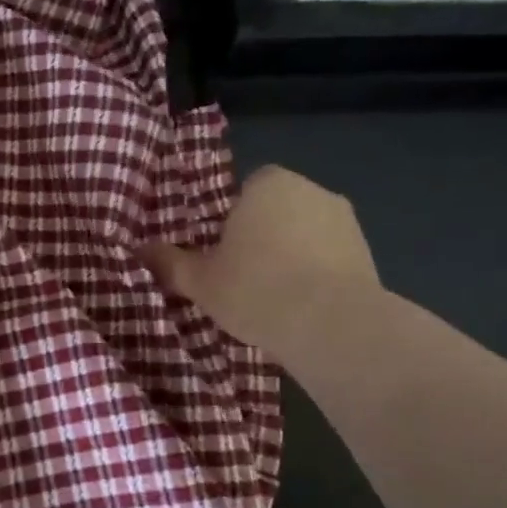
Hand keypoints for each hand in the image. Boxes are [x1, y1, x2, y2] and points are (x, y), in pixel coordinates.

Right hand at [139, 166, 379, 361]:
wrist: (331, 324)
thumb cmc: (255, 288)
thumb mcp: (200, 280)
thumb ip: (170, 262)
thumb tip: (138, 250)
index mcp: (268, 183)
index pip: (245, 190)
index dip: (230, 220)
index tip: (221, 251)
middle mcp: (311, 190)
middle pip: (277, 210)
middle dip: (262, 236)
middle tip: (242, 276)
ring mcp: (345, 221)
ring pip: (305, 235)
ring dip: (292, 256)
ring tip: (273, 298)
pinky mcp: (367, 254)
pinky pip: (330, 259)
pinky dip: (317, 276)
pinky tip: (302, 308)